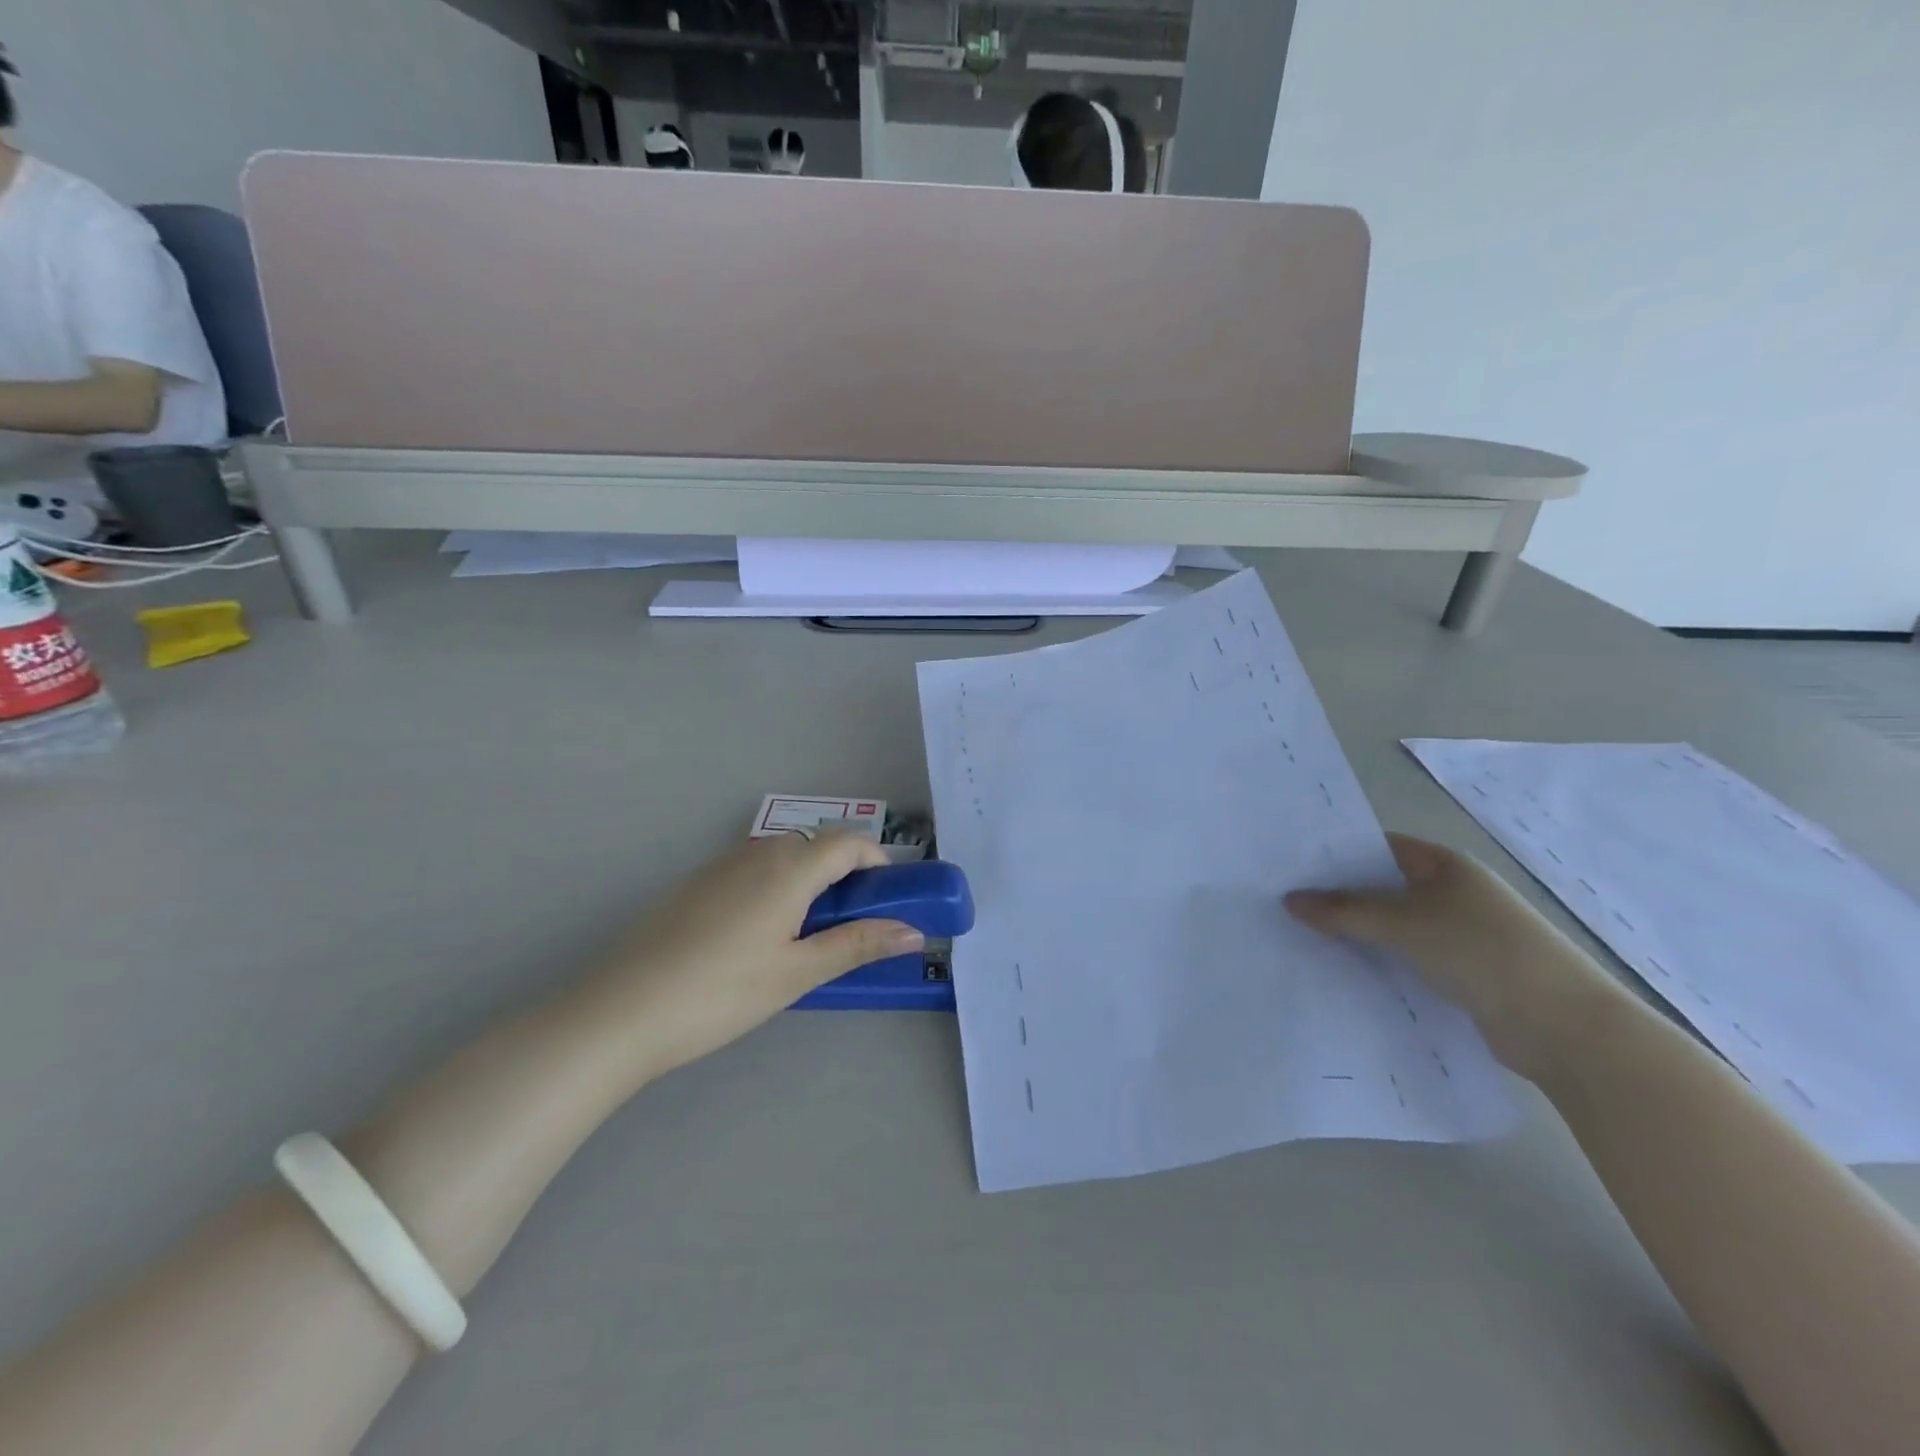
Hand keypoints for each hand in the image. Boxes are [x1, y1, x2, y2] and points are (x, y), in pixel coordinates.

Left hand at [602, 832, 925, 1075]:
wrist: (620, 1010)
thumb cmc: (721, 993)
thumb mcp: (797, 973)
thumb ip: (857, 944)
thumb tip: (914, 932)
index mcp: (789, 867)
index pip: (850, 842)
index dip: (878, 863)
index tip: (888, 901)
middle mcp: (758, 852)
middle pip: (818, 845)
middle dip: (846, 875)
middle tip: (851, 926)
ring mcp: (722, 864)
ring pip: (784, 856)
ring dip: (811, 881)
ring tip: (808, 937)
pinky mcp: (697, 882)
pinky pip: (754, 869)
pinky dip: (777, 887)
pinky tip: (759, 938)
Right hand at [1285, 833, 1624, 1075]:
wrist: (1564, 1029)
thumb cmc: (1484, 953)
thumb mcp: (1405, 924)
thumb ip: (1345, 911)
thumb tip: (1289, 900)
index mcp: (1444, 865)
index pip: (1377, 847)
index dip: (1335, 853)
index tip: (1290, 865)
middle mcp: (1449, 893)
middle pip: (1380, 887)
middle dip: (1336, 896)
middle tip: (1282, 902)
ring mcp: (1455, 934)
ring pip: (1389, 926)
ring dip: (1354, 932)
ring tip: (1297, 936)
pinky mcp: (1457, 973)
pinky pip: (1402, 957)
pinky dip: (1374, 960)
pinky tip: (1337, 970)